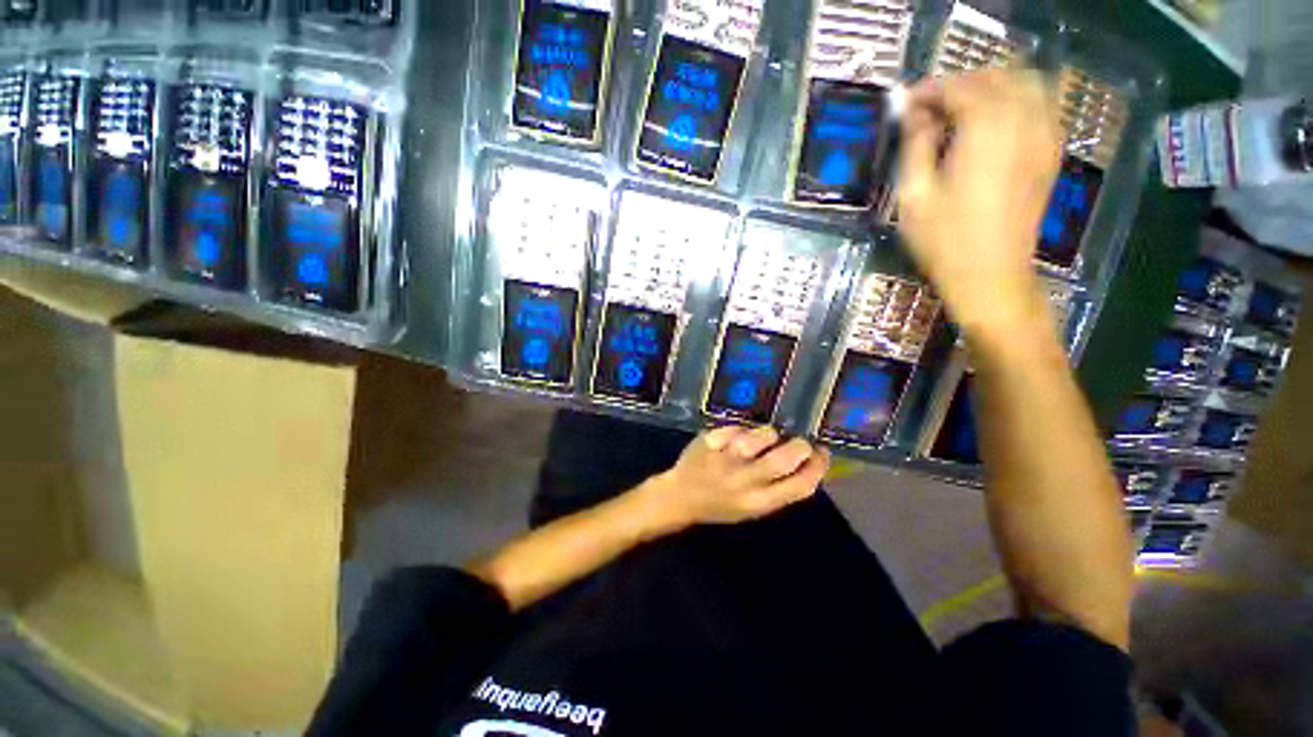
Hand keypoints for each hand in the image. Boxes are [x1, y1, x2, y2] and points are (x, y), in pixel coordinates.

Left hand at [637, 426, 829, 533]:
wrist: (680, 497)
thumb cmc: (720, 504)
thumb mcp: (752, 507)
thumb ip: (778, 488)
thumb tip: (809, 462)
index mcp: (759, 503)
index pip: (801, 486)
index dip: (818, 467)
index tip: (822, 453)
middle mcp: (744, 481)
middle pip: (784, 459)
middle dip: (800, 446)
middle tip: (799, 441)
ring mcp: (725, 459)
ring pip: (761, 437)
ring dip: (770, 434)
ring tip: (766, 436)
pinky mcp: (710, 442)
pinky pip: (735, 428)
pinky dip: (740, 429)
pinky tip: (737, 436)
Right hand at [896, 69, 1063, 338]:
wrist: (990, 274)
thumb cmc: (944, 239)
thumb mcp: (914, 195)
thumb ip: (916, 145)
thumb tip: (914, 113)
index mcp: (985, 130)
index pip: (959, 87)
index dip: (930, 89)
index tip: (906, 103)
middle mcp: (1022, 121)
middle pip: (997, 76)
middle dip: (961, 82)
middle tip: (931, 106)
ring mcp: (1044, 135)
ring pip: (1026, 83)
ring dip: (992, 86)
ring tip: (962, 109)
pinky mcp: (1051, 152)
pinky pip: (1042, 105)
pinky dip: (1017, 100)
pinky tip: (995, 121)